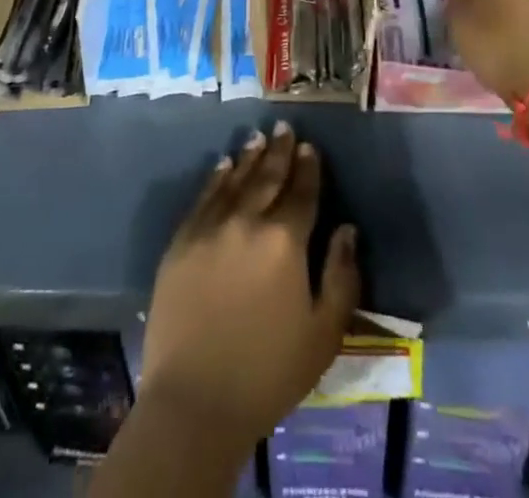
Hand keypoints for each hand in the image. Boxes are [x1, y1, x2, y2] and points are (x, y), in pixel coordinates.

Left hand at [141, 122, 359, 445]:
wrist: (195, 401)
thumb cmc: (268, 373)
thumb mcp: (323, 335)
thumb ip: (342, 277)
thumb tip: (347, 229)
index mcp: (285, 241)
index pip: (302, 192)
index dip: (308, 168)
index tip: (310, 147)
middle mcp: (247, 221)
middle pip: (267, 177)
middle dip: (279, 151)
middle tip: (284, 127)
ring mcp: (210, 228)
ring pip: (234, 179)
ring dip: (249, 157)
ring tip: (258, 138)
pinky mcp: (181, 241)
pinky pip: (203, 197)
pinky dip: (216, 177)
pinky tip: (223, 165)